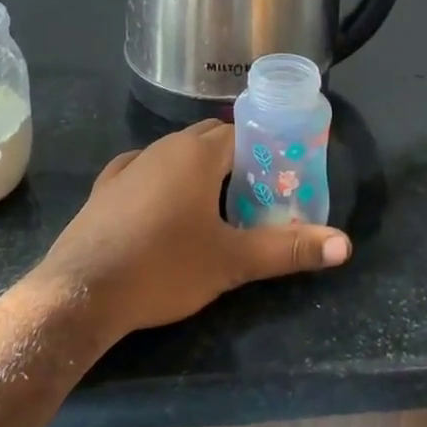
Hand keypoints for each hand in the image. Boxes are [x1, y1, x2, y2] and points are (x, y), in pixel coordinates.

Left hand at [35, 120, 350, 340]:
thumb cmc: (164, 267)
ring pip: (176, 154)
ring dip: (199, 171)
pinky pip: (143, 170)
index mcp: (198, 153)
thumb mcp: (232, 261)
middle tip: (256, 196)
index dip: (266, 151)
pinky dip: (162, 181)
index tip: (282, 179)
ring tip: (215, 207)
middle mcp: (164, 147)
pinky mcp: (106, 187)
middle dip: (236, 161)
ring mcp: (130, 165)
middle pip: (211, 139)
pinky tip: (164, 207)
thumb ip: (288, 249)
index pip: (243, 133)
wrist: (81, 293)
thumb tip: (345, 245)